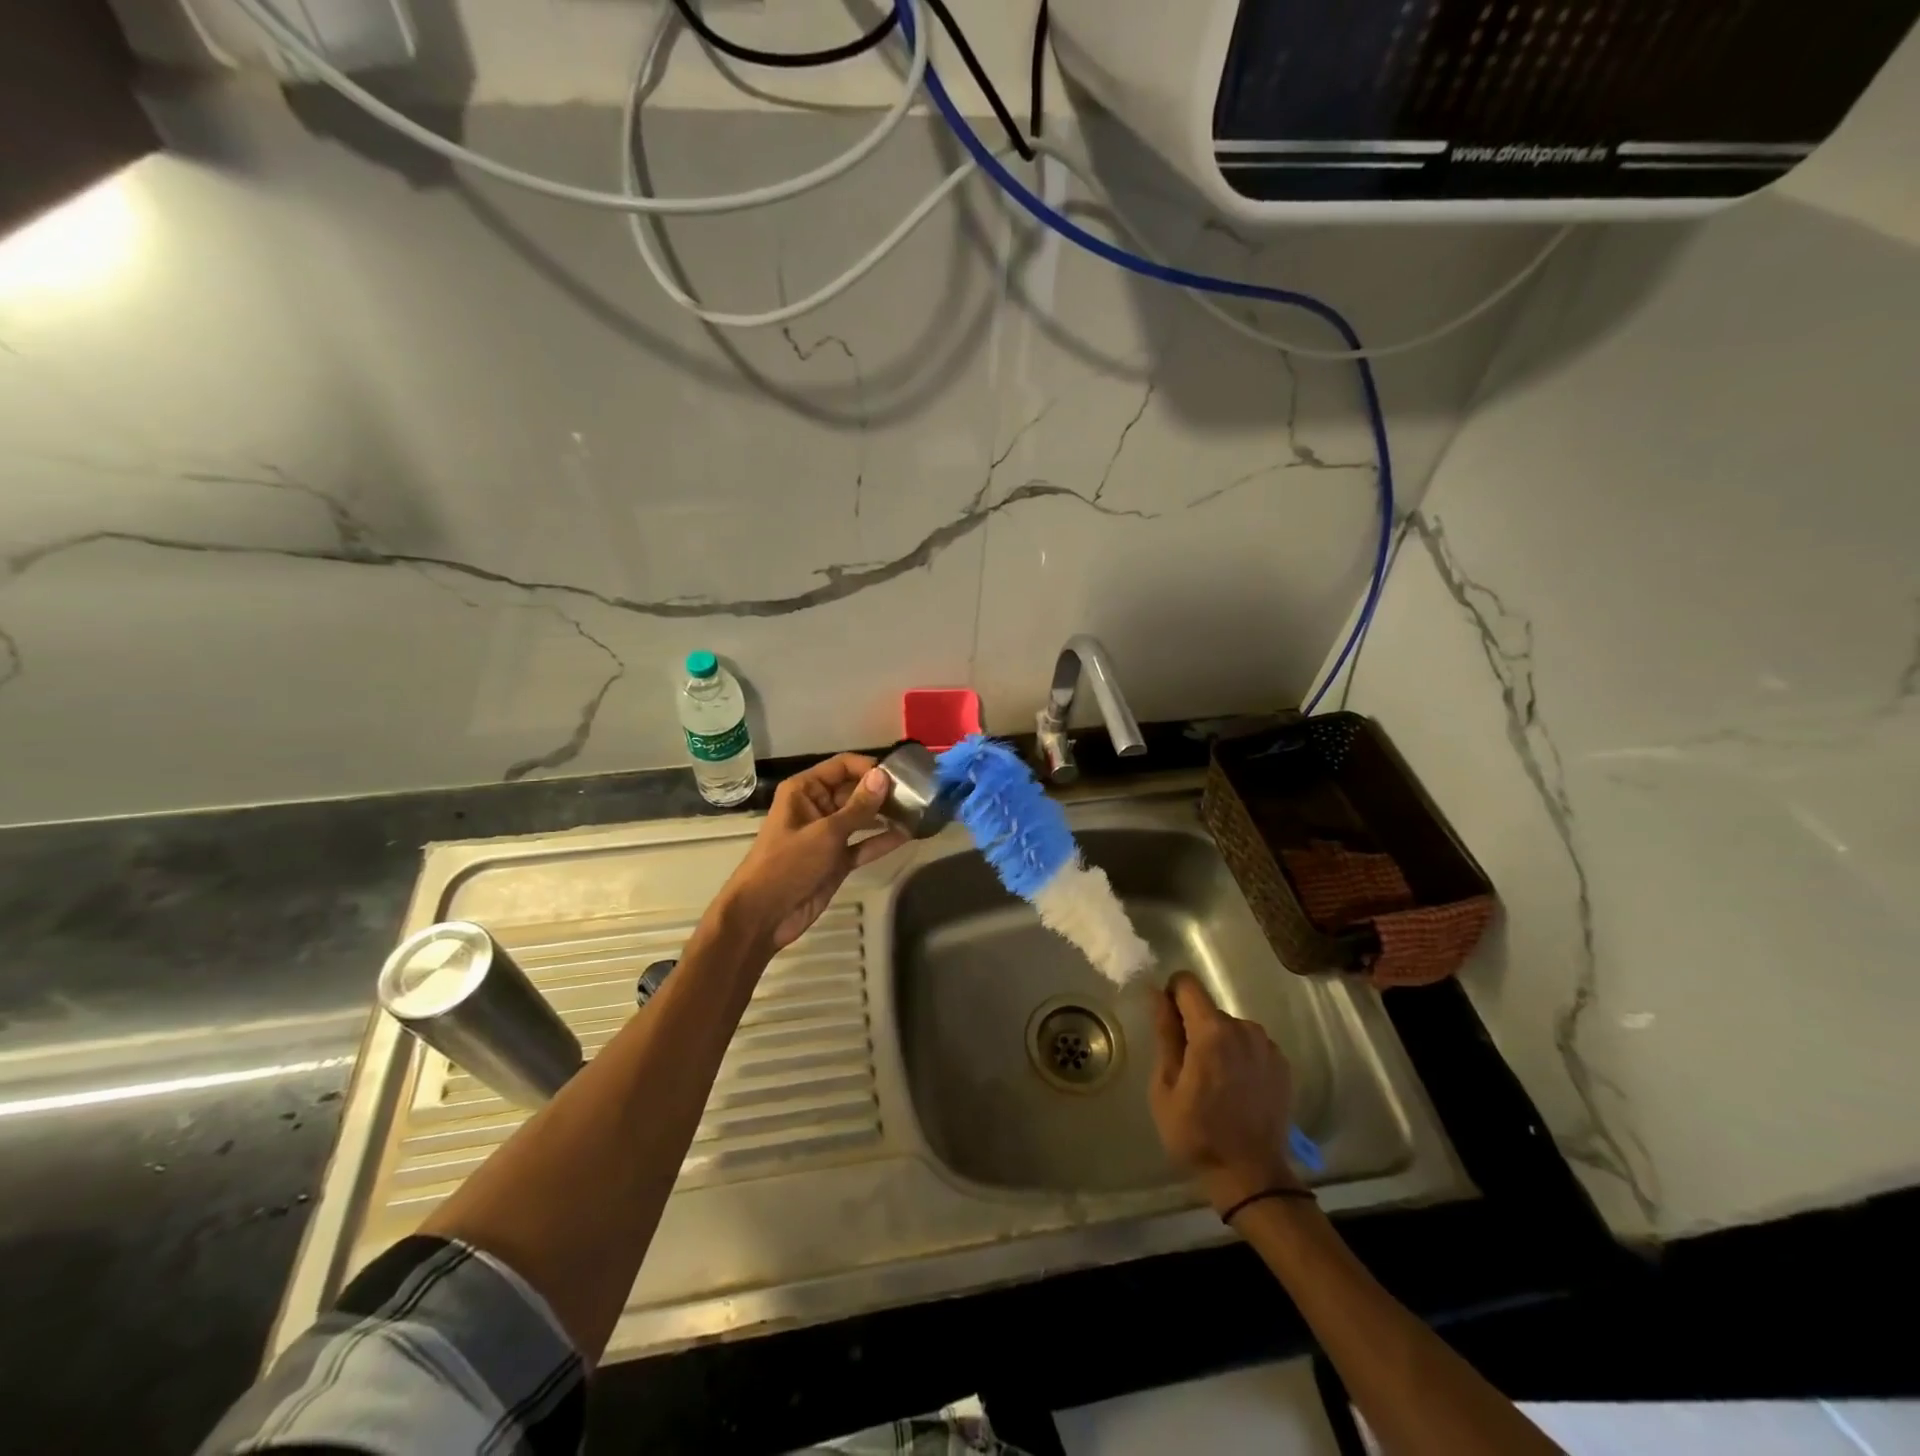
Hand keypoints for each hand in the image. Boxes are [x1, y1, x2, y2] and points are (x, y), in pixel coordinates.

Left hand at [716, 753, 908, 951]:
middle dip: (883, 792)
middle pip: (855, 790)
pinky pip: (863, 844)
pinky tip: (908, 835)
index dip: (870, 768)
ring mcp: (828, 835)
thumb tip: (883, 776)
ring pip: (862, 818)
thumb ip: (858, 806)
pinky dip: (882, 841)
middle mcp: (817, 807)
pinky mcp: (837, 860)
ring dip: (886, 815)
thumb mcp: (826, 833)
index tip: (900, 775)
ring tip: (918, 812)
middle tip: (917, 795)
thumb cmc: (788, 864)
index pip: (842, 766)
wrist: (763, 915)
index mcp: (805, 790)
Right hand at [1150, 972, 1300, 1214]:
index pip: (1187, 984)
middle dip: (1194, 1028)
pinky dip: (1240, 1057)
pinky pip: (1250, 1045)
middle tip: (1188, 1069)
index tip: (1168, 1027)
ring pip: (1230, 1027)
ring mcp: (1267, 1046)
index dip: (1172, 997)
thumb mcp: (1165, 1086)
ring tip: (1214, 1083)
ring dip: (1218, 1043)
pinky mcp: (1282, 1064)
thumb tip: (1156, 994)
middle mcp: (1244, 1028)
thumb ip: (1165, 1034)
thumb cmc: (1197, 1134)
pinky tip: (1237, 1090)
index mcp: (1212, 1031)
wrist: (1252, 1177)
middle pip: (1208, 1009)